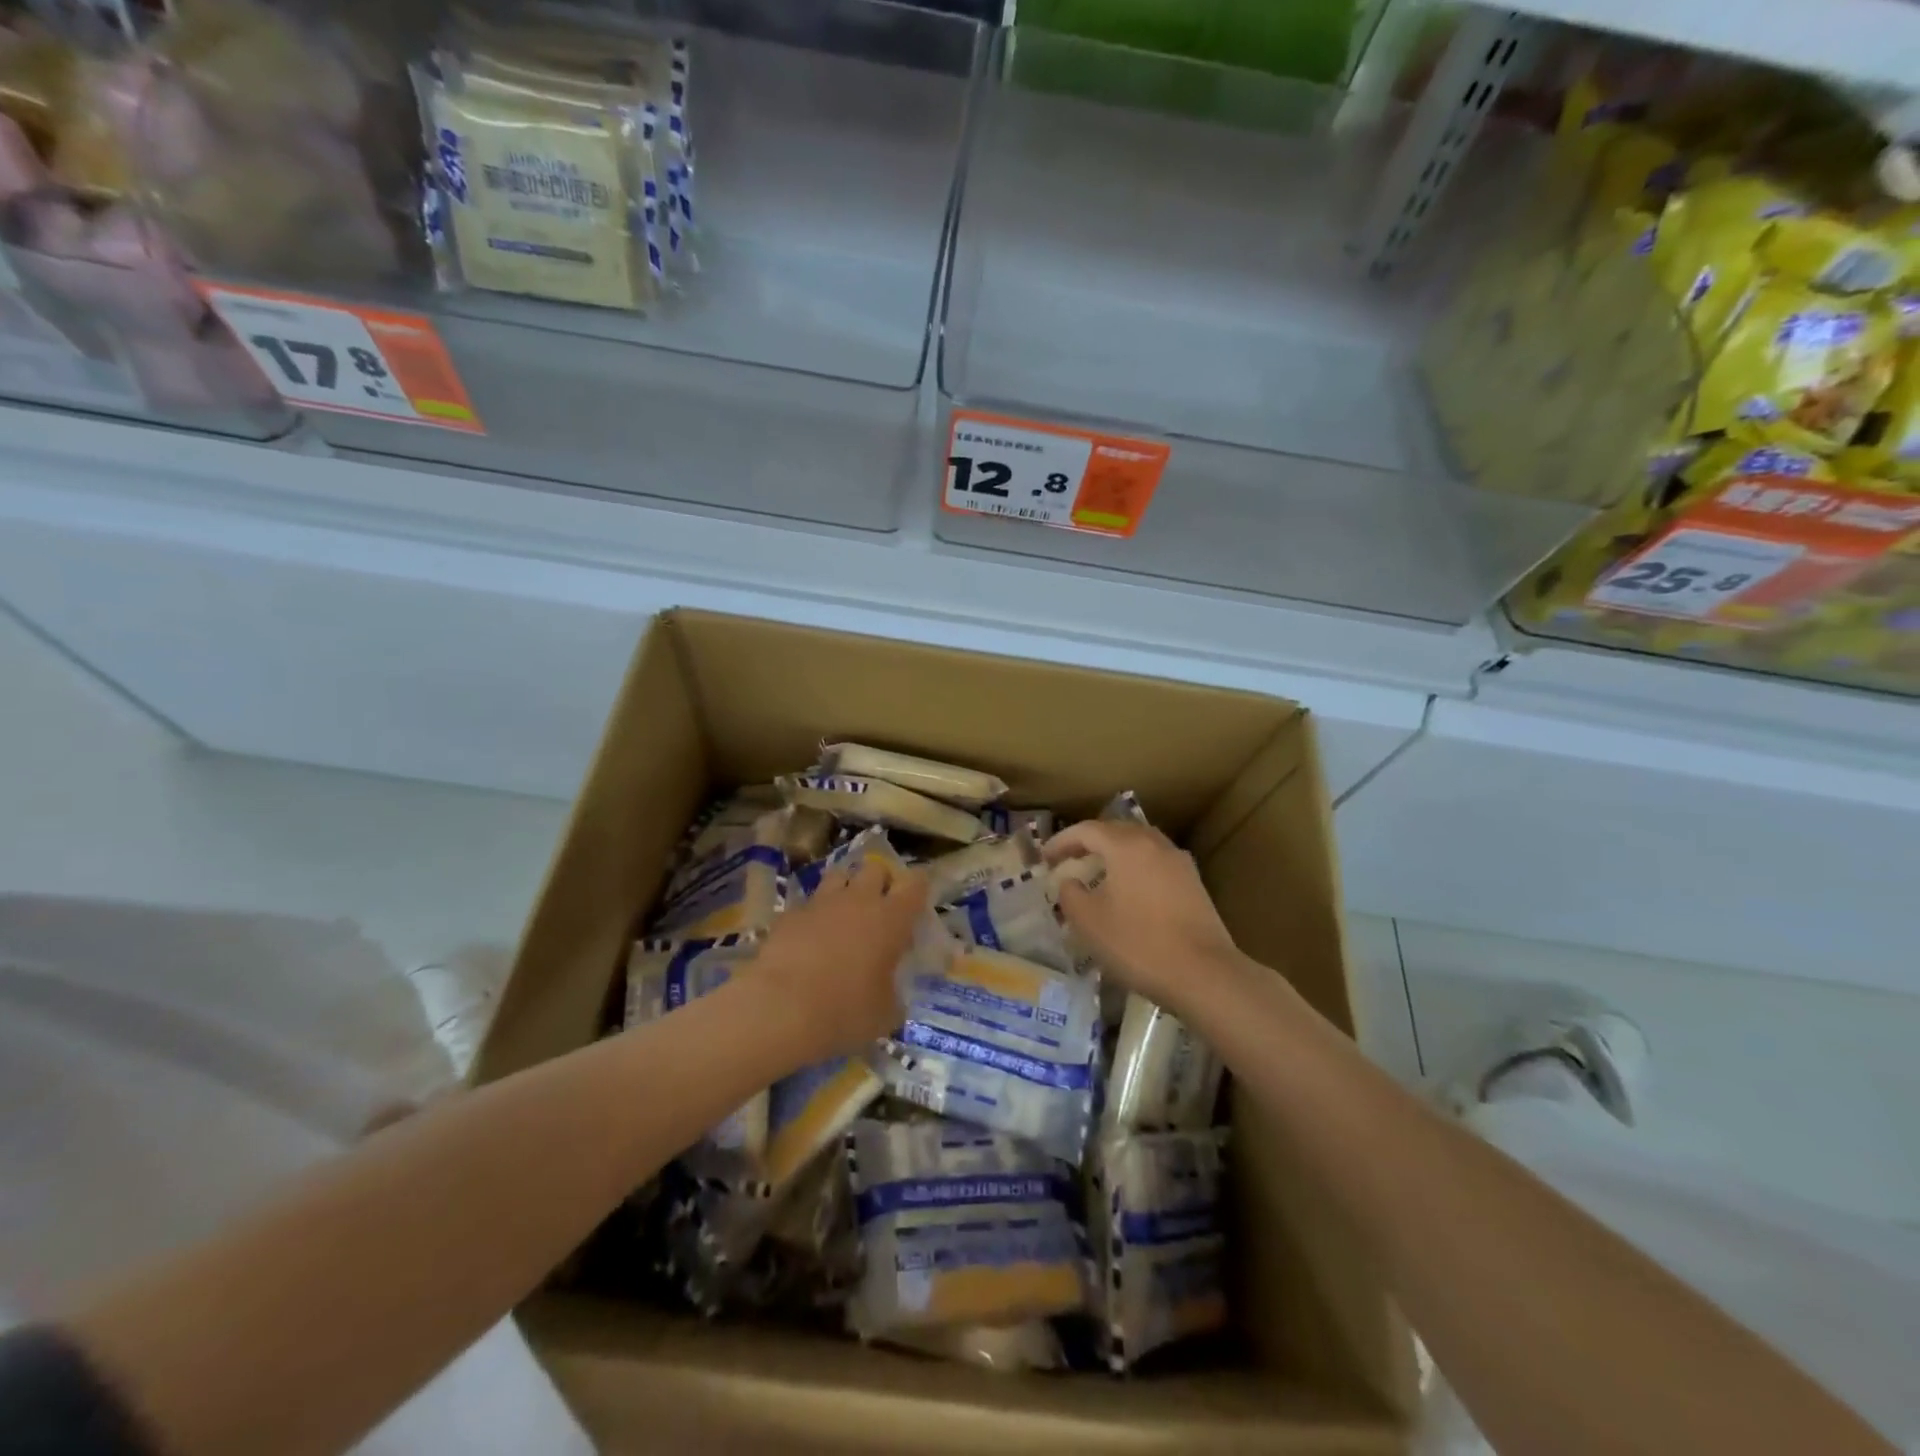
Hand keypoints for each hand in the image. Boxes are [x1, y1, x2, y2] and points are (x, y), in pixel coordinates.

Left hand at [754, 857, 929, 1060]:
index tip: (918, 900)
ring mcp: (821, 903)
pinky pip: (808, 904)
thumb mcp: (885, 1014)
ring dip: (846, 889)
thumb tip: (892, 996)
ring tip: (844, 914)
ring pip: (839, 875)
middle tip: (880, 906)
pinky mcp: (789, 914)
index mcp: (891, 919)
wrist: (780, 1009)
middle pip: (875, 867)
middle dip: (880, 881)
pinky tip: (809, 938)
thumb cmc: (845, 1011)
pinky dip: (813, 915)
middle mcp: (858, 900)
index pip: (916, 884)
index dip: (919, 887)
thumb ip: (894, 996)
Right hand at [1045, 819, 1239, 1018]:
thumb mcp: (1088, 922)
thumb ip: (1070, 894)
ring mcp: (1178, 862)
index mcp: (1126, 846)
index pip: (1087, 830)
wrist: (1203, 974)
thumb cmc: (1138, 943)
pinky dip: (1135, 868)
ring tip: (1098, 873)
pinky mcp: (1194, 883)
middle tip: (1069, 860)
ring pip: (1139, 845)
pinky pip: (1155, 862)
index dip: (1061, 841)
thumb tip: (1070, 882)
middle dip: (1089, 842)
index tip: (1045, 858)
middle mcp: (1154, 843)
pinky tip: (1129, 891)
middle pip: (1116, 831)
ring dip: (1114, 853)